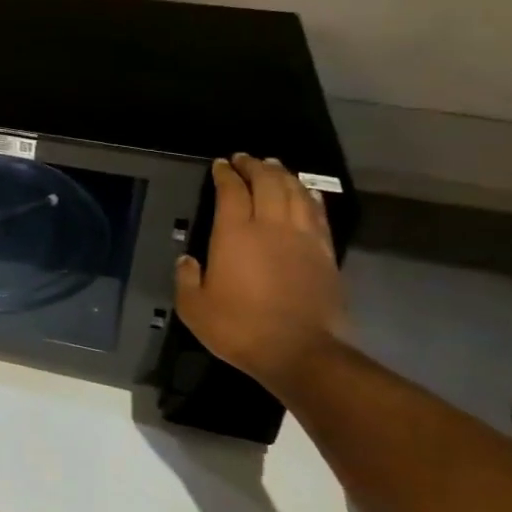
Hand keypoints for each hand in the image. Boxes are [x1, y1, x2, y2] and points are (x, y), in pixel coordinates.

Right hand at [175, 155, 344, 389]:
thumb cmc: (240, 328)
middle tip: (245, 158)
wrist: (300, 353)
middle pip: (267, 182)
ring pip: (295, 193)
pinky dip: (309, 196)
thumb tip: (187, 259)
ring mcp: (303, 238)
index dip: (225, 174)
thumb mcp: (194, 307)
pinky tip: (305, 192)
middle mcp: (271, 226)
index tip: (220, 164)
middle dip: (254, 166)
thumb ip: (186, 278)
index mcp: (235, 234)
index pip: (231, 191)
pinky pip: (318, 214)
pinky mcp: (325, 254)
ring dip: (283, 175)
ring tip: (273, 166)